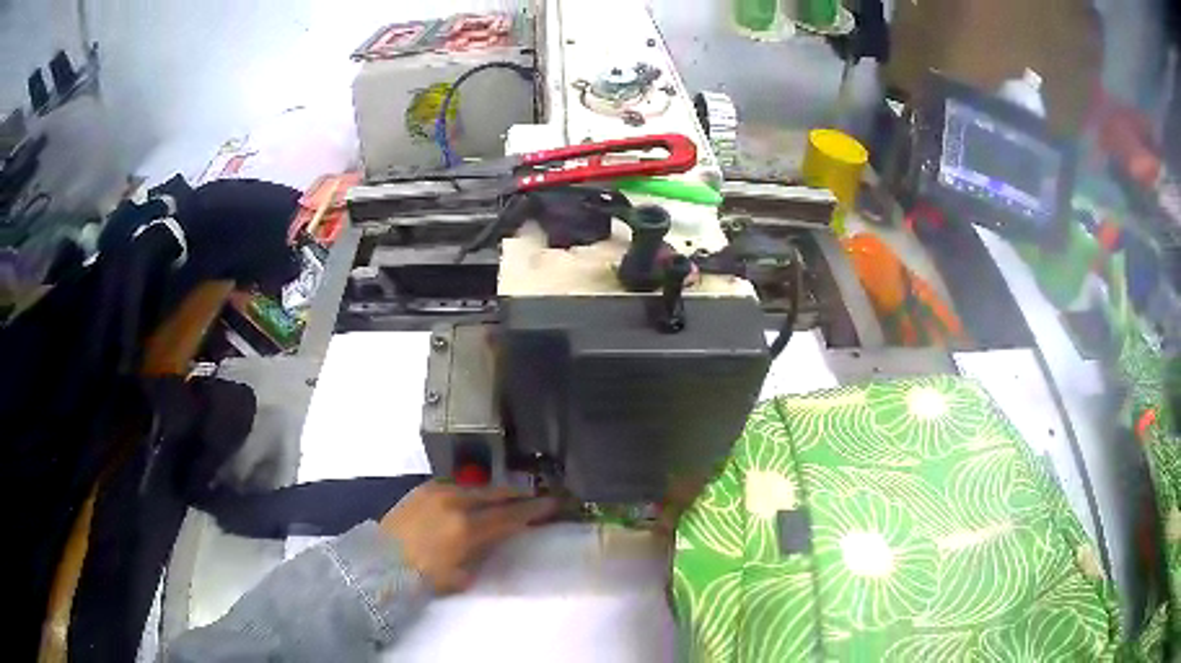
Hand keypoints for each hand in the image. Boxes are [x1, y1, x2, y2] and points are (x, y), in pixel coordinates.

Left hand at [379, 482, 556, 592]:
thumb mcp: (459, 575)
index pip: (509, 516)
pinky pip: (455, 485)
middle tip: (535, 495)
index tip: (551, 504)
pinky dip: (470, 490)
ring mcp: (438, 492)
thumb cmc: (421, 576)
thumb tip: (492, 544)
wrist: (380, 560)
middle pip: (495, 494)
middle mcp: (455, 503)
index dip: (532, 510)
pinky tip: (473, 495)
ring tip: (507, 495)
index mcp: (467, 528)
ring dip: (494, 492)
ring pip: (475, 488)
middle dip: (517, 495)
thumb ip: (481, 556)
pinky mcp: (423, 489)